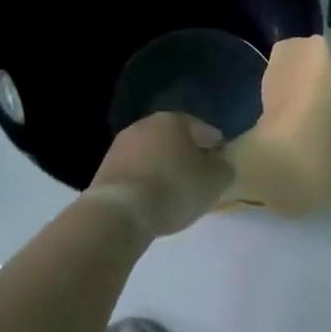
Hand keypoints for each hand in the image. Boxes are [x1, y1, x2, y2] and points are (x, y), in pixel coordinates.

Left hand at [86, 112, 233, 239]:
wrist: (119, 211)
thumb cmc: (174, 189)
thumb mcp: (215, 181)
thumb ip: (224, 167)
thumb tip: (221, 162)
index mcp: (174, 120)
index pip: (204, 129)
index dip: (216, 147)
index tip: (222, 165)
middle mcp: (145, 124)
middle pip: (175, 139)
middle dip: (188, 155)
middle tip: (199, 177)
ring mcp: (121, 145)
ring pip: (153, 154)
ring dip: (165, 167)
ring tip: (175, 191)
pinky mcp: (105, 168)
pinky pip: (136, 171)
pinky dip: (147, 180)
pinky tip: (153, 198)